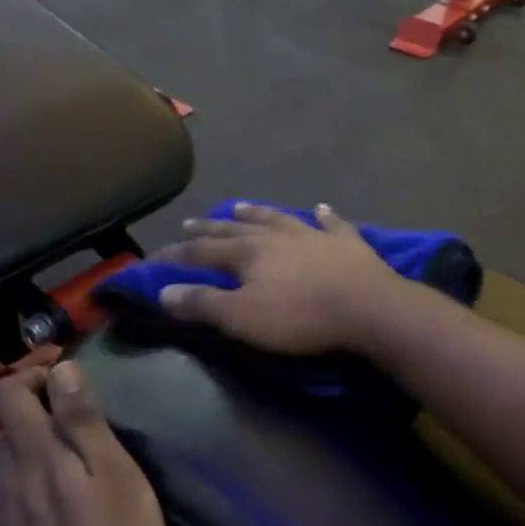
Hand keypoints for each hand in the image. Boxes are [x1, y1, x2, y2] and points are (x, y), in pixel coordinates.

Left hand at [0, 362, 169, 525]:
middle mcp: (0, 478)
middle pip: (3, 427)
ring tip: (68, 470)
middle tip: (80, 430)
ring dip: (27, 453)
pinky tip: (49, 509)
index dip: (31, 376)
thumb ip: (84, 419)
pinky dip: (20, 487)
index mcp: (32, 453)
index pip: (5, 391)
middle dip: (35, 415)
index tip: (66, 383)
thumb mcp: (117, 473)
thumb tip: (61, 369)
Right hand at [154, 203, 407, 355]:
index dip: (178, 254)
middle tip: (191, 222)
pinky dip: (325, 215)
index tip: (157, 256)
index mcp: (249, 253)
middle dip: (211, 228)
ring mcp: (314, 235)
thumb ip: (202, 304)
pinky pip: (332, 223)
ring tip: (239, 207)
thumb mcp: (242, 318)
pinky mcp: (348, 243)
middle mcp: (278, 236)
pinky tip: (321, 208)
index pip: (203, 251)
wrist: (367, 308)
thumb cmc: (300, 318)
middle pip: (237, 229)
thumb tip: (163, 290)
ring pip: (278, 219)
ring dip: (257, 213)